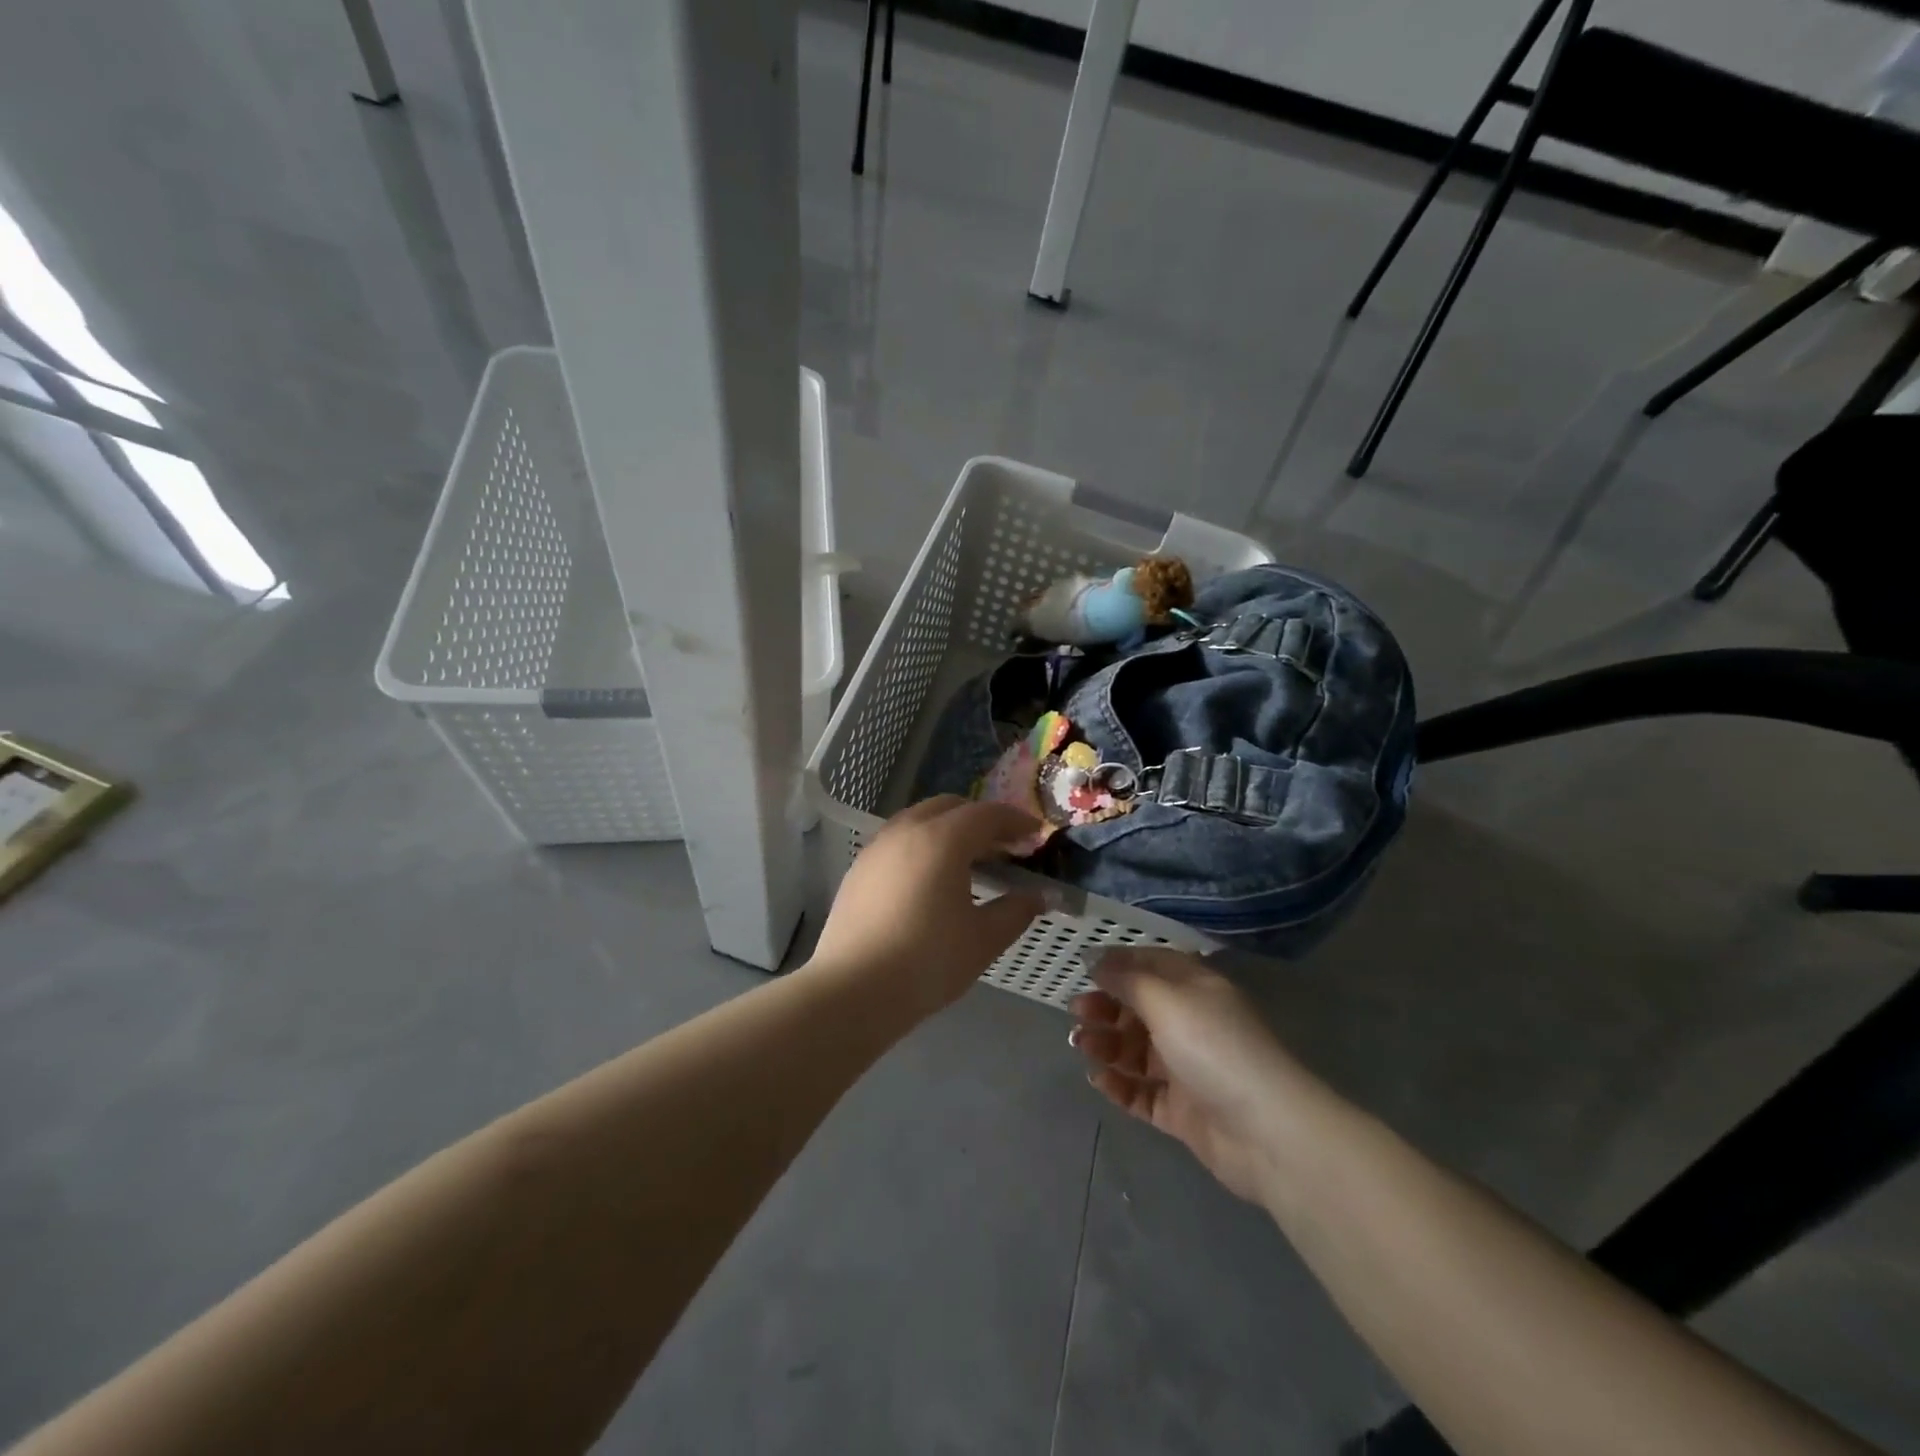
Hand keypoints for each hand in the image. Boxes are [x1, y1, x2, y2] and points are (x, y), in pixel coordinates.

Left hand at [809, 797, 1045, 1019]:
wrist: (852, 991)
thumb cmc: (927, 962)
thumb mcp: (983, 940)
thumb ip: (1015, 911)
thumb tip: (1037, 897)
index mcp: (942, 840)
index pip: (986, 814)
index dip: (1015, 820)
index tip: (1035, 834)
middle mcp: (906, 831)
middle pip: (949, 807)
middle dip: (980, 819)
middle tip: (1003, 847)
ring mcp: (877, 848)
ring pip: (919, 820)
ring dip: (948, 829)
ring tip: (967, 862)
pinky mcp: (858, 870)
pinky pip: (898, 841)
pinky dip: (922, 846)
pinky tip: (929, 880)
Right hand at [1070, 949, 1310, 1203]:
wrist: (1266, 1131)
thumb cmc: (1213, 1047)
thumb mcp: (1166, 1000)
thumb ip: (1126, 978)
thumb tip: (1093, 956)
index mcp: (1195, 988)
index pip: (1151, 965)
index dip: (1117, 964)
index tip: (1081, 969)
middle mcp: (1191, 1023)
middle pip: (1140, 1008)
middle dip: (1106, 1006)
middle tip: (1076, 1012)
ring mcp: (1187, 1069)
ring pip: (1136, 1051)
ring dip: (1106, 1044)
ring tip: (1081, 1045)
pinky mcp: (1182, 1110)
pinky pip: (1142, 1092)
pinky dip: (1119, 1085)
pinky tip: (1098, 1079)